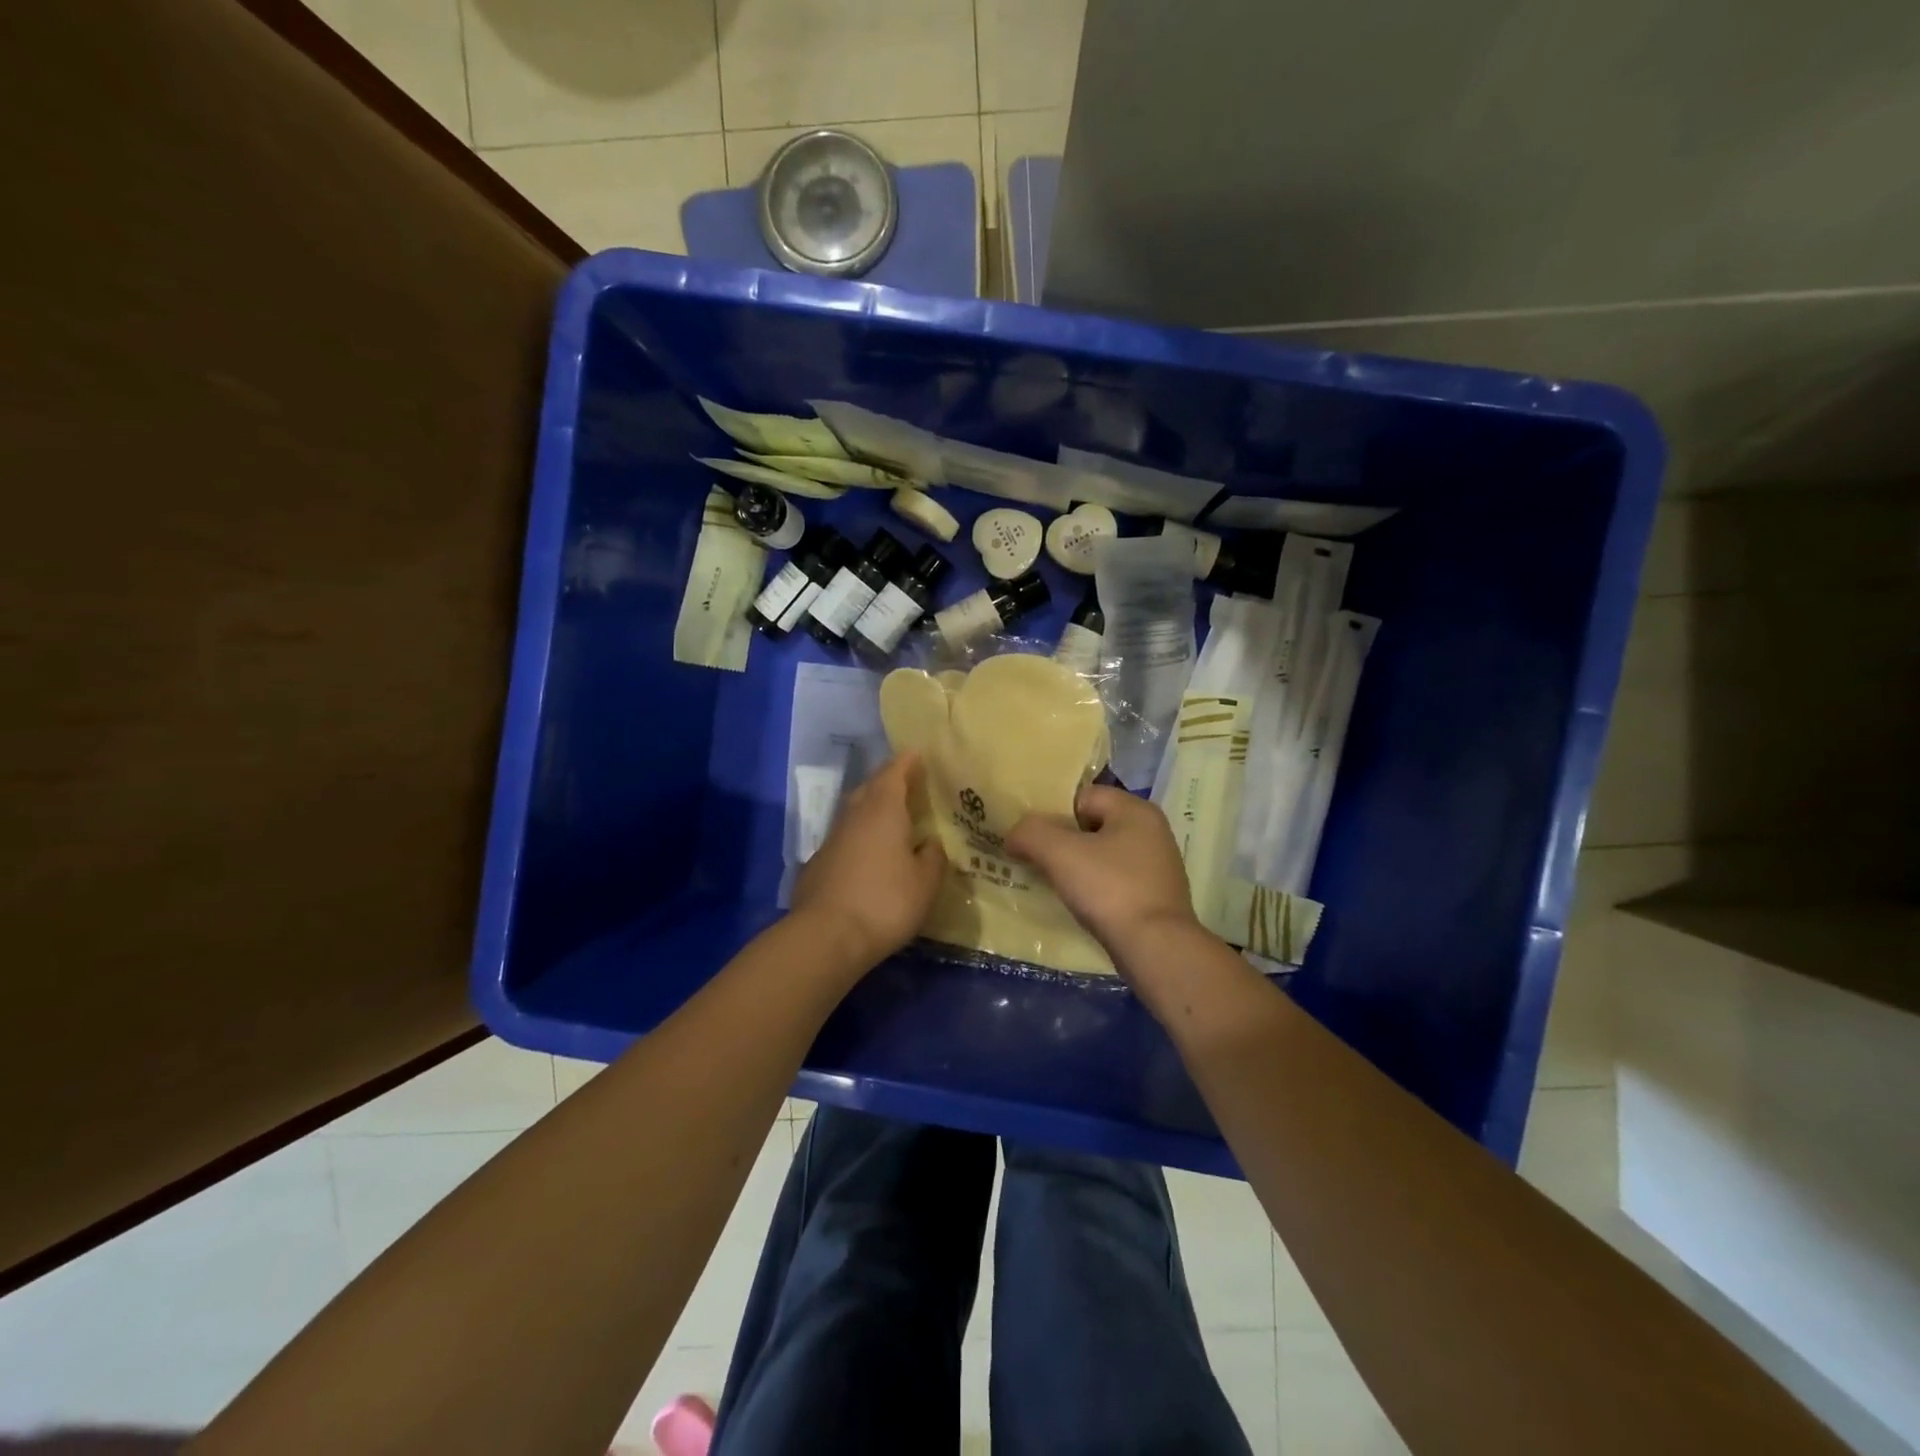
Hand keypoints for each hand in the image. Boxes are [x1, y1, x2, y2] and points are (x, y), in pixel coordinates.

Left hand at [792, 753, 947, 969]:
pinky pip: (844, 837)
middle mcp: (855, 816)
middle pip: (870, 787)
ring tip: (891, 816)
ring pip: (854, 812)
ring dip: (871, 807)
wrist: (826, 936)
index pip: (894, 773)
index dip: (907, 762)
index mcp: (884, 810)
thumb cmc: (885, 902)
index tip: (918, 753)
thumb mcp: (926, 883)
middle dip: (888, 780)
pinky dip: (859, 836)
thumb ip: (933, 857)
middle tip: (908, 783)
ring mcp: (832, 839)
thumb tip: (931, 843)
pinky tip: (868, 852)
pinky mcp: (818, 863)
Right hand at [1005, 784, 1204, 963]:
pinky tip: (1076, 904)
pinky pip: (1113, 881)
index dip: (1051, 813)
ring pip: (1102, 855)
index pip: (1082, 796)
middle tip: (1033, 858)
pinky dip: (1093, 888)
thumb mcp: (1060, 853)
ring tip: (1049, 882)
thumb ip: (1031, 833)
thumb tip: (1014, 835)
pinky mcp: (1155, 897)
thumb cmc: (1110, 889)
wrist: (1156, 949)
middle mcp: (1151, 831)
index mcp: (1135, 810)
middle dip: (1061, 840)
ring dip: (1075, 866)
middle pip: (1092, 825)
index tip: (1029, 836)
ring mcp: (1156, 866)